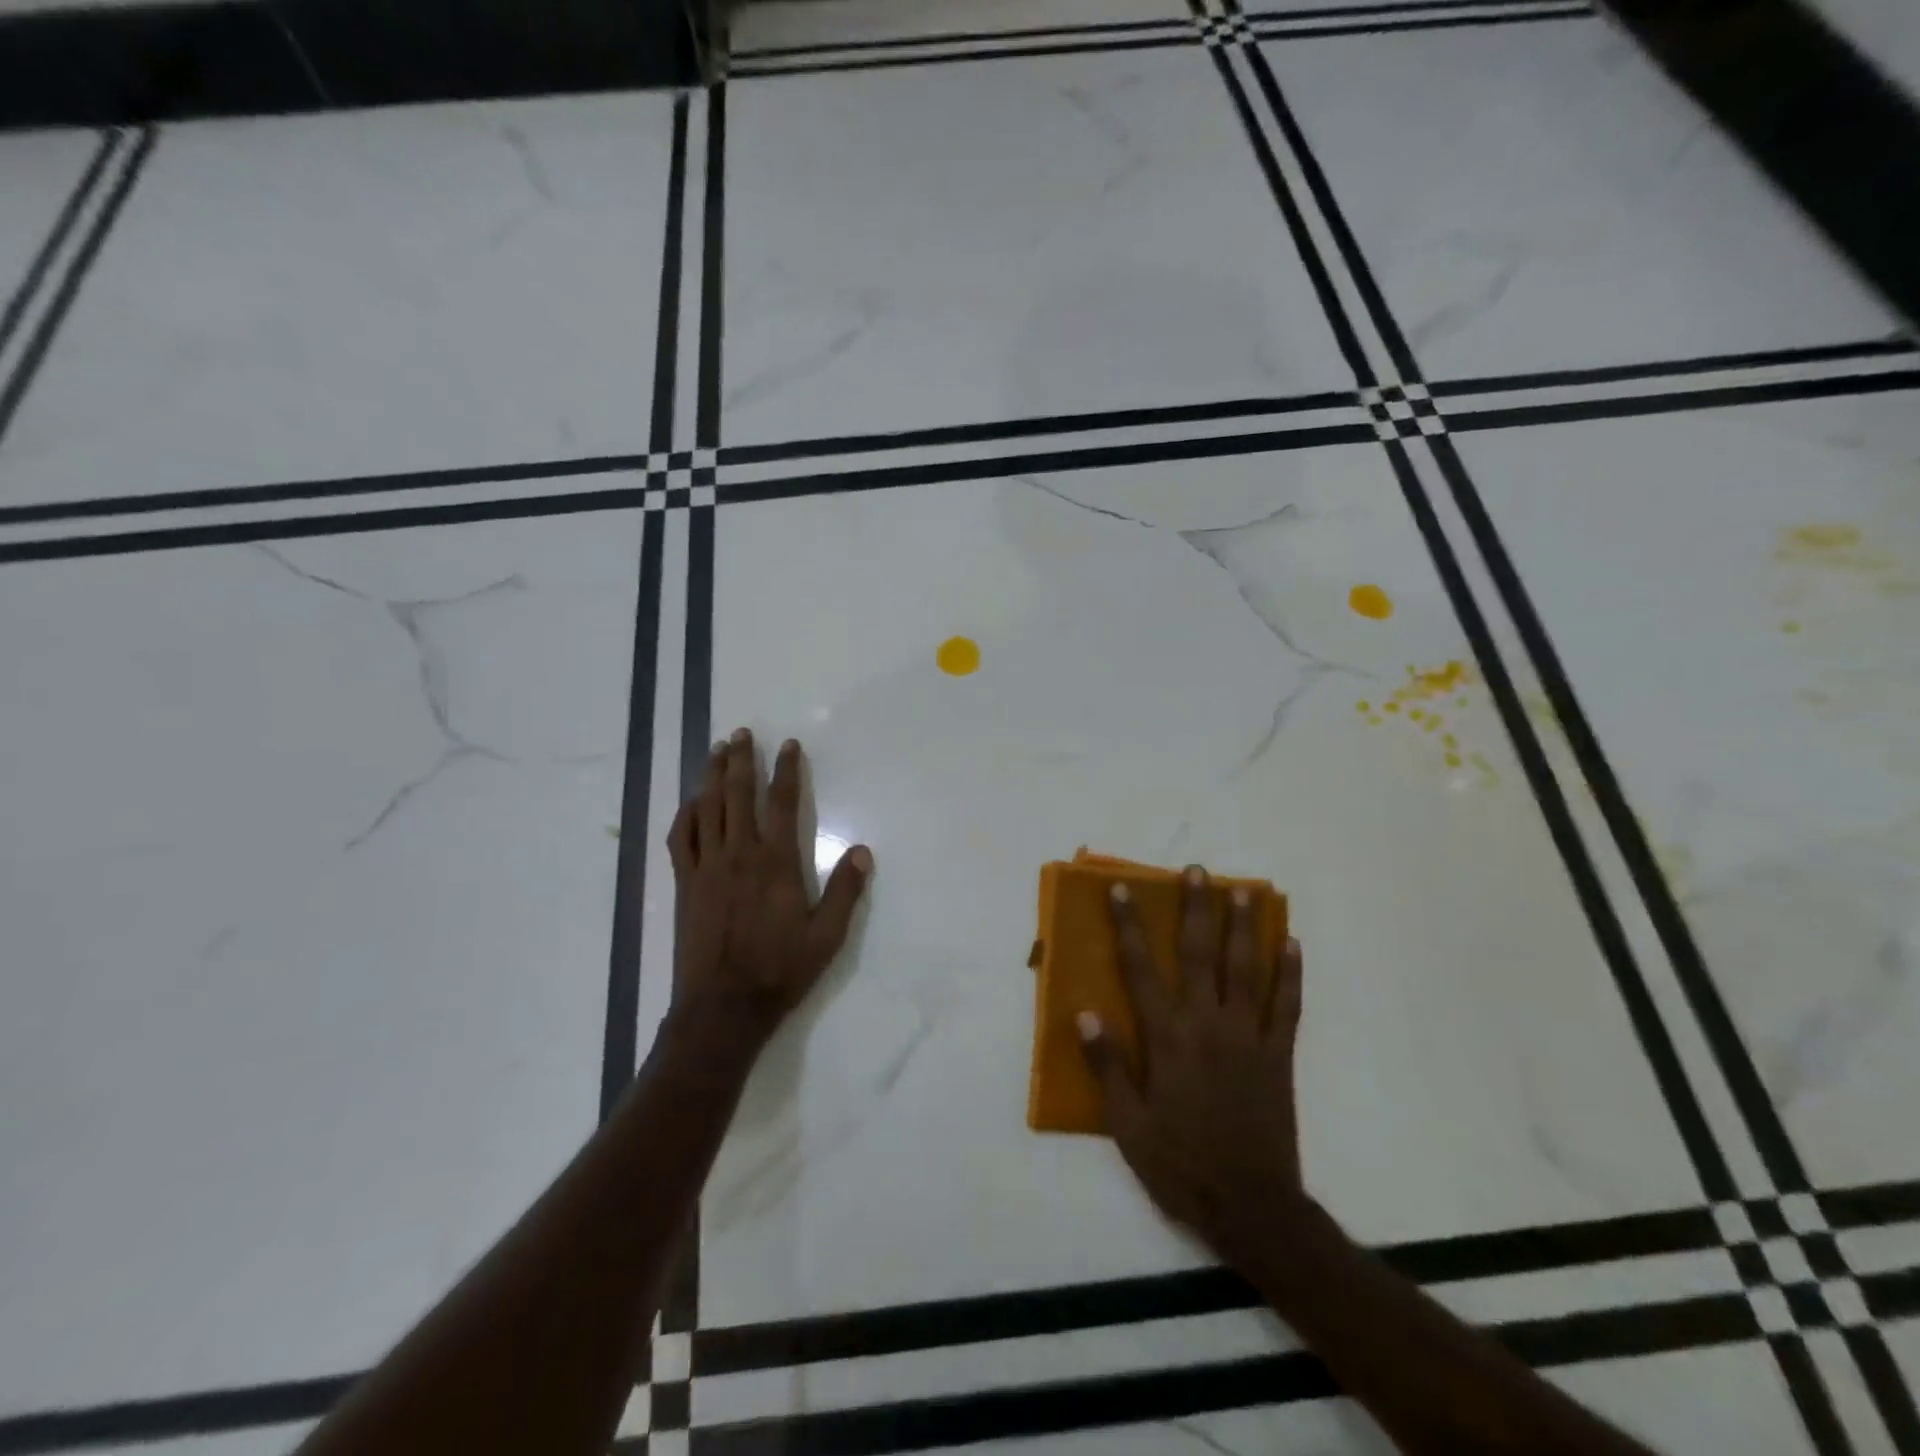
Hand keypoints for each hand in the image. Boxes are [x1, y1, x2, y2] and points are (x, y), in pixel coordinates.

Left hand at [665, 729, 872, 1057]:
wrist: (723, 1007)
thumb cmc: (780, 970)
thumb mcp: (827, 936)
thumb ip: (845, 891)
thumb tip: (863, 851)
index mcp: (776, 863)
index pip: (783, 803)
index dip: (786, 770)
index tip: (788, 746)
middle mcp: (739, 855)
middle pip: (737, 795)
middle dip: (740, 760)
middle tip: (742, 734)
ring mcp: (707, 867)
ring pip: (707, 809)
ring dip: (711, 776)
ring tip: (716, 751)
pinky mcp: (686, 884)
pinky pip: (681, 838)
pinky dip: (686, 814)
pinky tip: (691, 802)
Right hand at [1078, 866, 1305, 1262]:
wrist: (1250, 1207)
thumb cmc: (1180, 1163)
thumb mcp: (1128, 1124)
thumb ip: (1108, 1065)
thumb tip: (1085, 1013)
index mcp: (1168, 1038)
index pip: (1141, 969)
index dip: (1130, 926)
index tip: (1123, 891)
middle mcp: (1208, 1025)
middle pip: (1202, 955)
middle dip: (1196, 909)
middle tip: (1196, 871)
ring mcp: (1249, 1037)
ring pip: (1248, 969)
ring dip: (1245, 927)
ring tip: (1245, 891)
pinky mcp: (1279, 1055)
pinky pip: (1287, 1006)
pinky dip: (1291, 974)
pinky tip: (1292, 944)